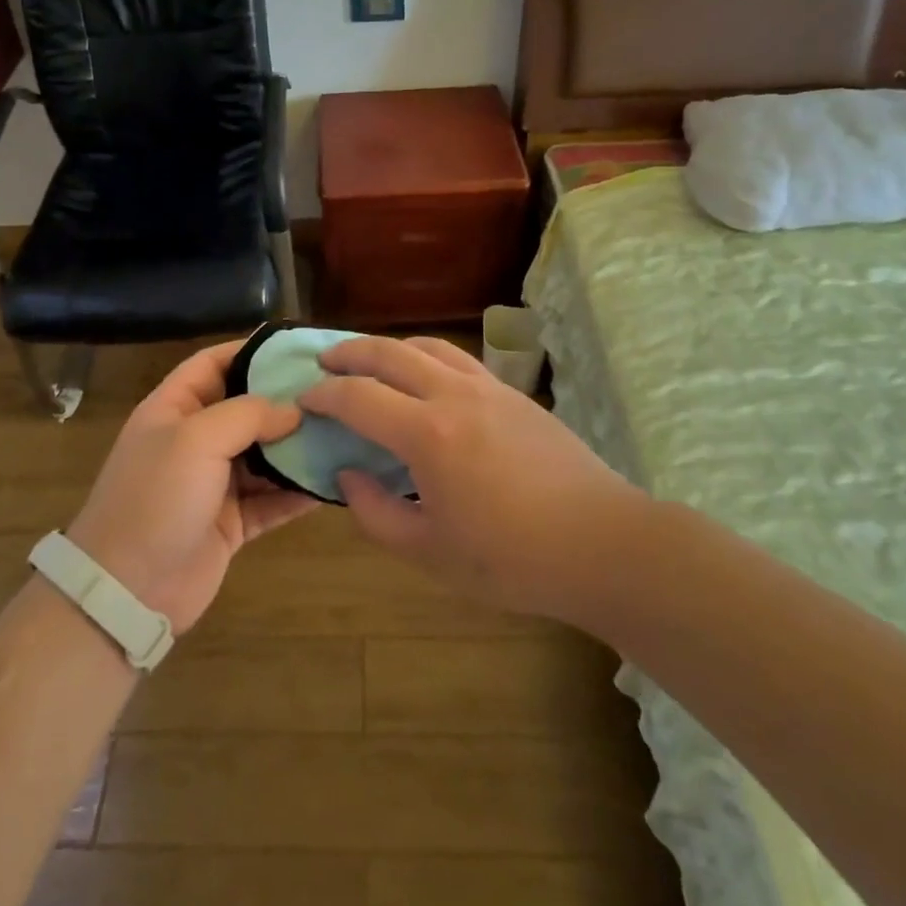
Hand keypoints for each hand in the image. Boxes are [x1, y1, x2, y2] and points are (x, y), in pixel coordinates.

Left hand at [66, 340, 314, 632]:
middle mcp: (194, 441)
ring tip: (344, 431)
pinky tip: (333, 481)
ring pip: (264, 455)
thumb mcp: (196, 439)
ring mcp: (213, 484)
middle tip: (335, 391)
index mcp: (173, 409)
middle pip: (246, 409)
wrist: (128, 591)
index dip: (251, 351)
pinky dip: (298, 492)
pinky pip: (272, 500)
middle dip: (286, 400)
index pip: (213, 364)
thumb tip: (293, 409)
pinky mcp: (232, 523)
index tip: (297, 348)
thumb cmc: (156, 498)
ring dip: (298, 446)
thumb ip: (248, 414)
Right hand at [301, 336, 639, 620]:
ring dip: (389, 348)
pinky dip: (427, 357)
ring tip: (370, 362)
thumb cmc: (511, 559)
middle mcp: (453, 395)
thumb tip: (348, 475)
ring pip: (427, 347)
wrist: (602, 543)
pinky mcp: (514, 394)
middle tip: (324, 362)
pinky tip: (425, 380)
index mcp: (427, 434)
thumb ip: (376, 513)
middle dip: (349, 353)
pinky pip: (458, 359)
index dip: (323, 394)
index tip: (303, 400)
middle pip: (389, 353)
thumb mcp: (430, 552)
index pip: (358, 396)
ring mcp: (488, 388)